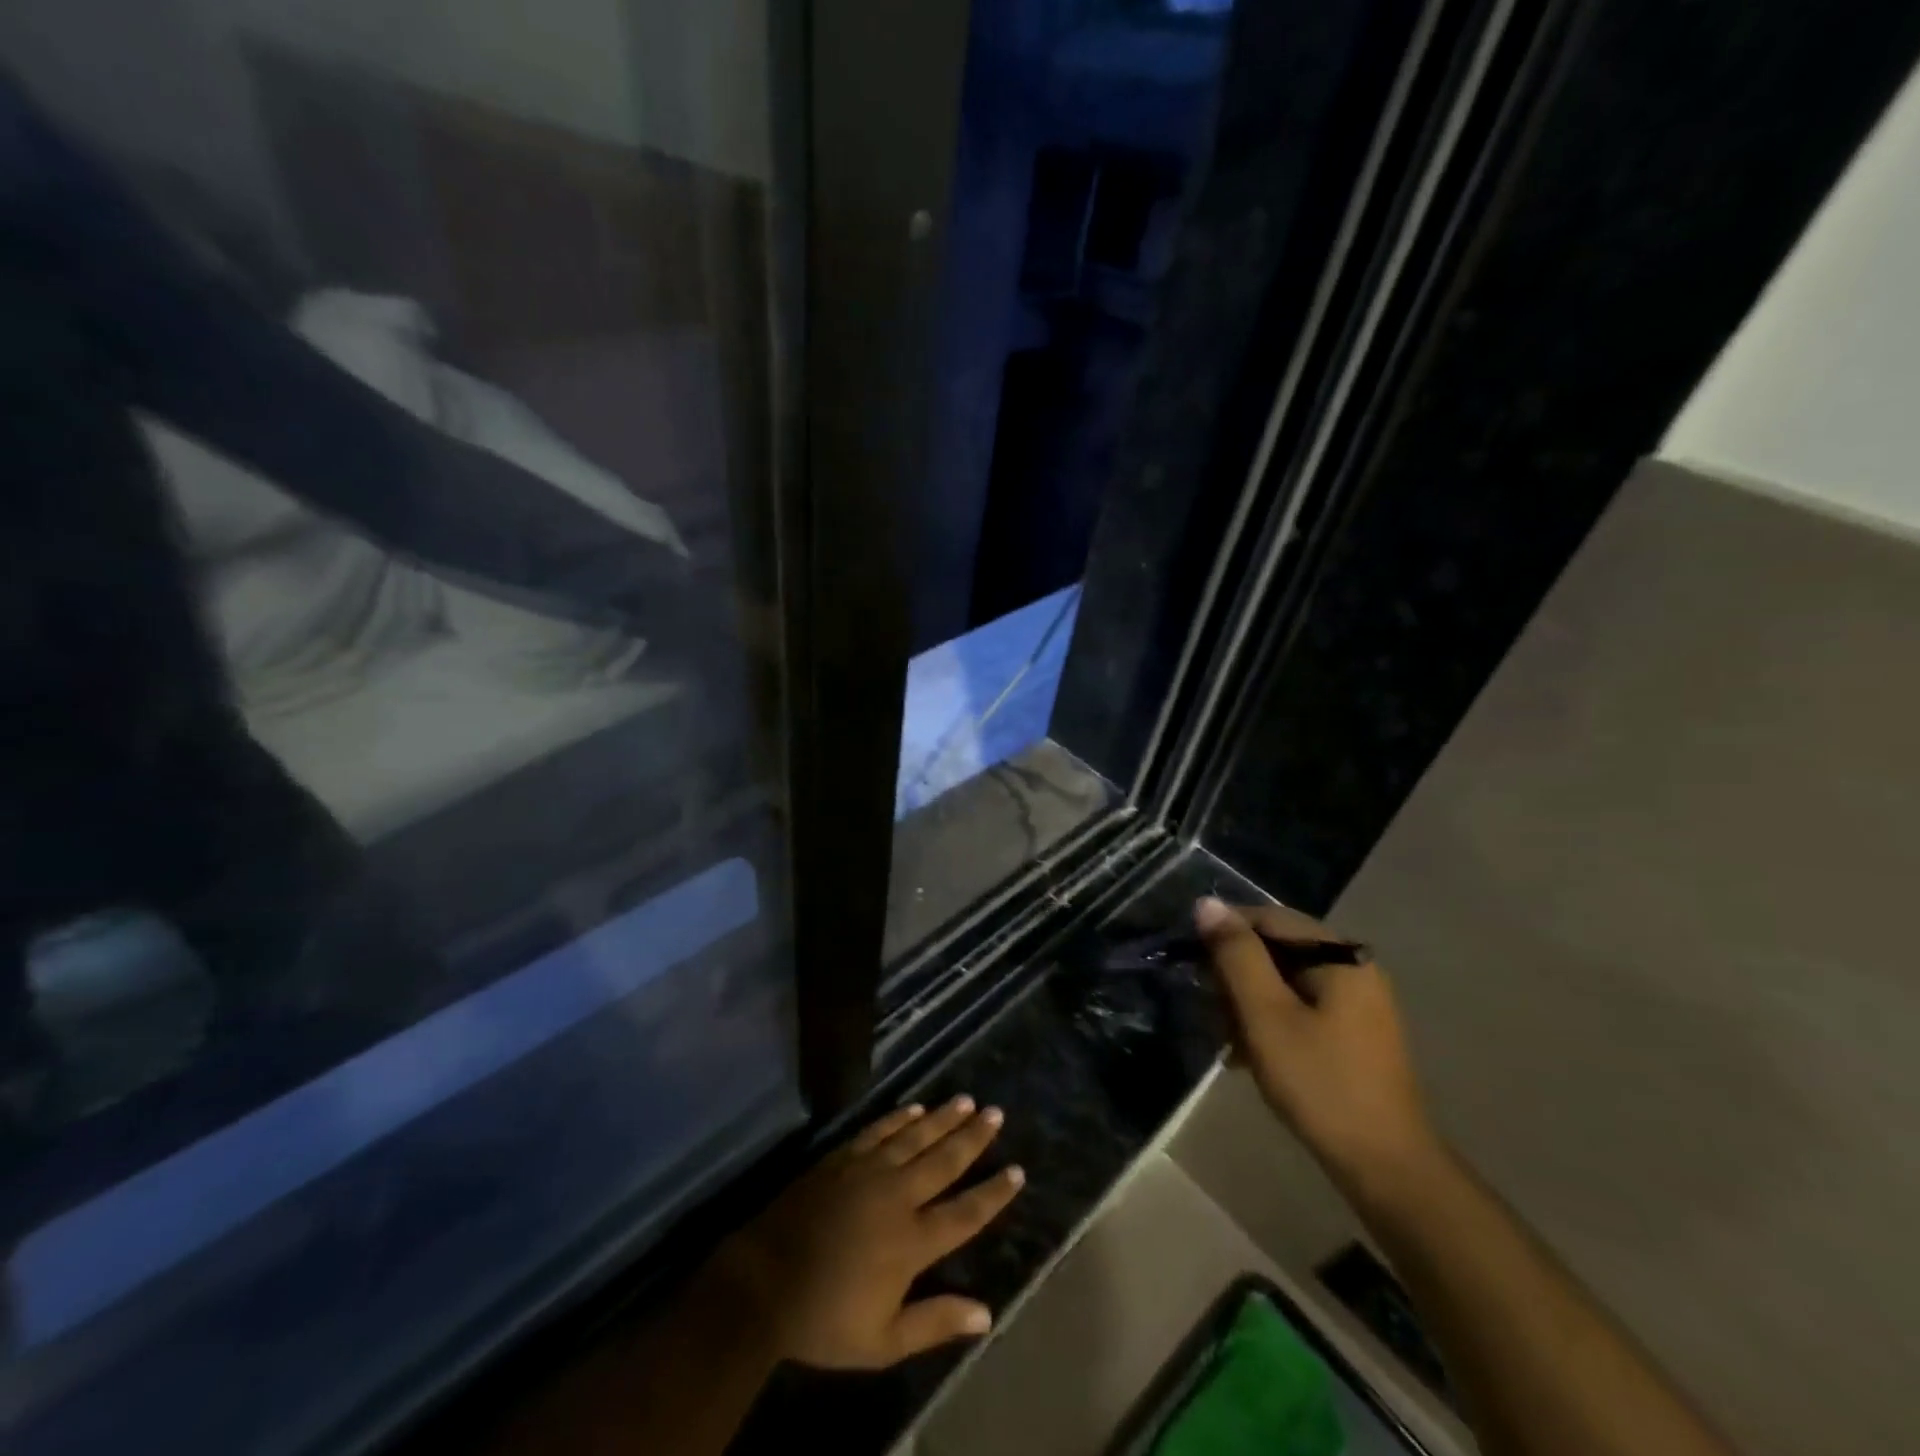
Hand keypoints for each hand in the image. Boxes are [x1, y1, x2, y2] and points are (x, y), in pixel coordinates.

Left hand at [712, 1097, 1025, 1368]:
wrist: (763, 1281)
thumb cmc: (823, 1319)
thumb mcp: (881, 1341)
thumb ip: (934, 1322)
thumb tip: (985, 1314)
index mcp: (911, 1242)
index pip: (964, 1213)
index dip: (992, 1193)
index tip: (1017, 1171)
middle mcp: (897, 1196)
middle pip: (944, 1161)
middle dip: (973, 1137)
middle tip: (996, 1113)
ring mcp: (868, 1171)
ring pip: (915, 1137)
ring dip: (943, 1118)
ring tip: (966, 1101)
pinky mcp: (842, 1158)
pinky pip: (878, 1131)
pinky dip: (899, 1118)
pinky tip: (915, 1108)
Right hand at [1194, 898, 1438, 1193]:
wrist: (1387, 1167)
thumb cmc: (1321, 1084)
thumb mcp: (1266, 1015)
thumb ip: (1236, 956)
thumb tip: (1206, 905)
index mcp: (1340, 955)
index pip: (1268, 918)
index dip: (1224, 932)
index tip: (1191, 961)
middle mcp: (1353, 967)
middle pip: (1277, 948)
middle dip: (1236, 975)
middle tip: (1212, 1012)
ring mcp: (1357, 1001)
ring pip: (1284, 979)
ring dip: (1249, 1002)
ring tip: (1229, 1040)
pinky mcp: (1354, 1031)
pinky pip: (1300, 1005)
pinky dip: (1271, 1020)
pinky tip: (1250, 1054)